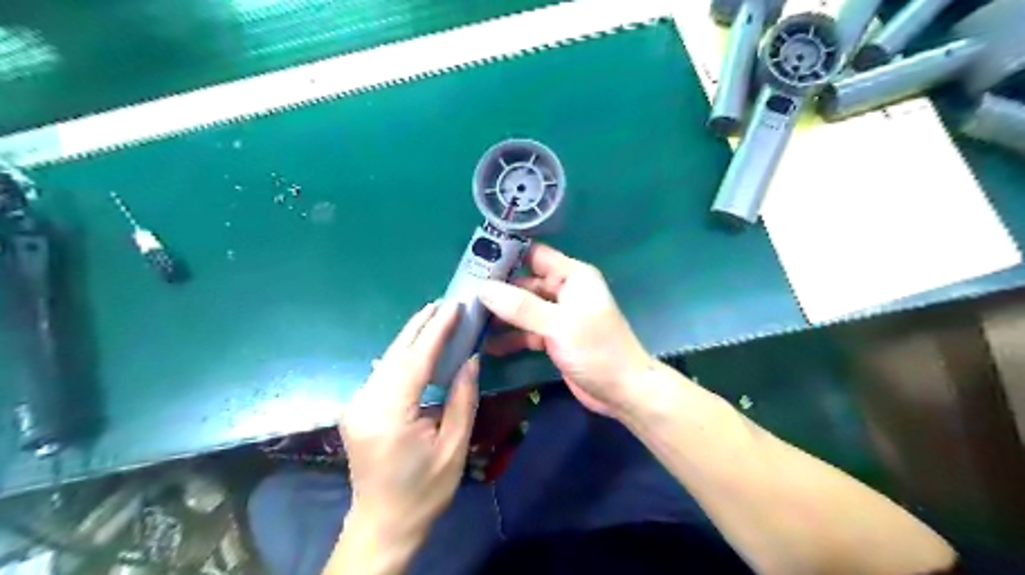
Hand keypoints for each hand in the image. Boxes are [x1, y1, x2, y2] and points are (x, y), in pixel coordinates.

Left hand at [339, 304, 477, 546]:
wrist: (383, 525)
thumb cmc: (424, 491)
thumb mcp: (453, 447)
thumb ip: (462, 399)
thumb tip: (471, 359)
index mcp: (389, 413)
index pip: (416, 359)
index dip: (437, 331)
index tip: (454, 306)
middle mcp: (366, 401)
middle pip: (395, 353)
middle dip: (420, 325)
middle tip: (444, 303)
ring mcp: (357, 404)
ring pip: (387, 360)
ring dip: (411, 338)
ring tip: (435, 318)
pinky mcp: (358, 408)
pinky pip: (383, 372)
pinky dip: (402, 355)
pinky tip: (416, 347)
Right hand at [484, 243, 655, 418]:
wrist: (622, 390)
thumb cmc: (596, 349)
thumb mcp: (558, 324)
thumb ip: (521, 306)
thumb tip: (483, 288)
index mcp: (573, 276)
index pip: (535, 255)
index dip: (508, 255)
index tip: (474, 262)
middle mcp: (564, 291)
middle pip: (524, 283)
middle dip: (497, 289)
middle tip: (462, 296)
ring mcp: (558, 316)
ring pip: (523, 309)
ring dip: (501, 315)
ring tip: (468, 321)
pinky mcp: (553, 338)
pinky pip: (526, 331)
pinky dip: (511, 337)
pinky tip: (487, 345)